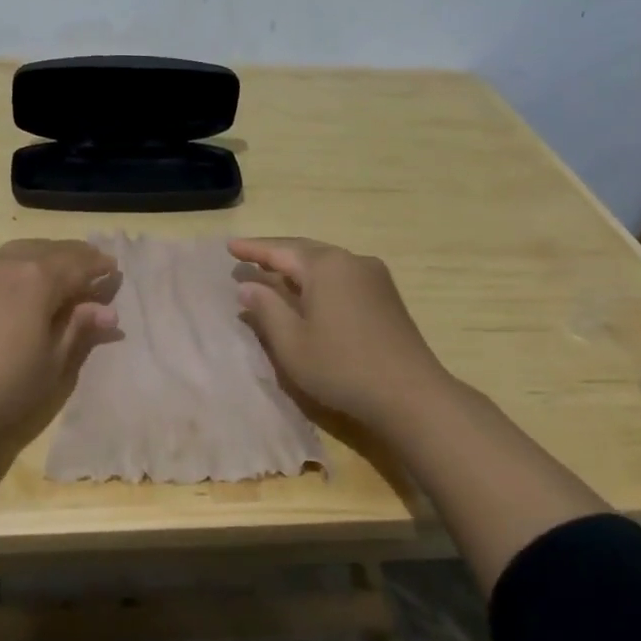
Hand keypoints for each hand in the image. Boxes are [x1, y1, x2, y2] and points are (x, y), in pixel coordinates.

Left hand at [0, 240, 118, 439]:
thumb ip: (79, 329)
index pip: (79, 263)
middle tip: (93, 264)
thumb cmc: (2, 385)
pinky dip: (22, 263)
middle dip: (76, 256)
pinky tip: (22, 280)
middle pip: (52, 250)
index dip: (99, 267)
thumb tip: (107, 311)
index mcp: (40, 278)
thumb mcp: (52, 363)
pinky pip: (2, 261)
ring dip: (47, 255)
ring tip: (60, 269)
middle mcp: (11, 262)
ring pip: (24, 250)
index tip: (114, 270)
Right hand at [229, 237, 452, 432]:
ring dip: (297, 266)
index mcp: (325, 266)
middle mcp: (351, 260)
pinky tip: (309, 292)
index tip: (229, 246)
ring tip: (273, 272)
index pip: (279, 250)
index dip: (252, 249)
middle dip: (275, 252)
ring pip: (325, 262)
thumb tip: (248, 286)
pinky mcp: (386, 296)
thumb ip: (266, 309)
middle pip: (304, 250)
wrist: (411, 394)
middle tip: (247, 255)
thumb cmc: (342, 367)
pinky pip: (342, 275)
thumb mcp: (292, 342)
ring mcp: (374, 276)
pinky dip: (318, 278)